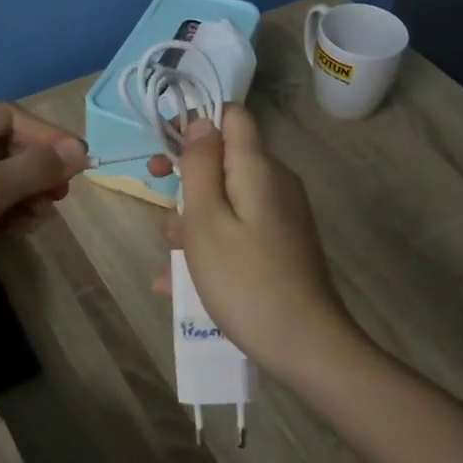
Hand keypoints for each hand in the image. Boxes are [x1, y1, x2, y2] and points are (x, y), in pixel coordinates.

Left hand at [0, 103, 86, 331]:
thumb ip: (35, 168)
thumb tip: (79, 150)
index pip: (9, 117)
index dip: (47, 136)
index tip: (80, 163)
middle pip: (5, 146)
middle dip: (37, 168)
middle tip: (62, 195)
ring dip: (26, 193)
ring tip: (42, 216)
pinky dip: (8, 212)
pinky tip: (24, 227)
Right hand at [150, 106, 368, 382]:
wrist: (307, 346)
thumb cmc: (245, 280)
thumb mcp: (207, 220)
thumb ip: (201, 165)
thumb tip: (200, 120)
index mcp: (258, 168)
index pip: (231, 116)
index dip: (195, 121)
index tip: (164, 145)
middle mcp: (275, 183)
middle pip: (226, 159)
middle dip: (187, 175)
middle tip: (155, 197)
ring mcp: (282, 216)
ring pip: (228, 199)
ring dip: (194, 217)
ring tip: (170, 254)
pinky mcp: (282, 245)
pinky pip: (239, 229)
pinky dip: (211, 243)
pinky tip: (179, 280)